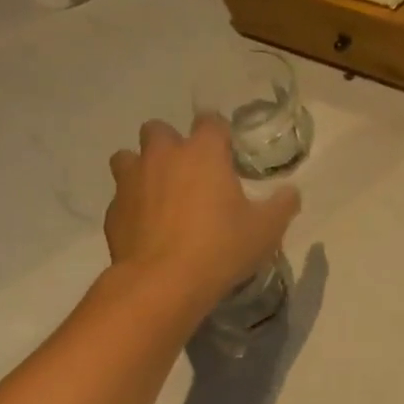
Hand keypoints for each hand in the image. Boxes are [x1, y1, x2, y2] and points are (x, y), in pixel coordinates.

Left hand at [102, 115, 299, 314]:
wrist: (163, 283)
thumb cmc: (221, 247)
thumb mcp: (266, 229)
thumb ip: (282, 205)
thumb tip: (291, 193)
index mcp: (203, 152)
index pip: (210, 120)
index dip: (219, 134)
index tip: (228, 154)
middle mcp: (163, 155)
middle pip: (159, 129)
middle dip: (171, 144)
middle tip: (189, 172)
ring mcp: (131, 180)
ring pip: (128, 157)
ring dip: (142, 168)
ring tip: (160, 194)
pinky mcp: (113, 210)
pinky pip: (121, 196)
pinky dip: (133, 205)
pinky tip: (148, 227)